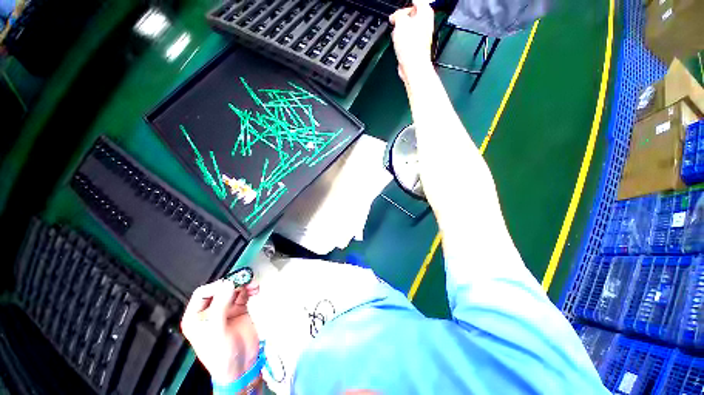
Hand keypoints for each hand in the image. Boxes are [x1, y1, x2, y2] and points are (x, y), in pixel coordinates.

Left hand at [181, 279, 259, 383]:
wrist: (241, 367)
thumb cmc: (221, 355)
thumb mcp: (216, 331)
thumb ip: (221, 306)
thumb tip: (229, 283)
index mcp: (197, 317)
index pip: (203, 293)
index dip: (216, 286)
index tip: (230, 284)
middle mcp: (211, 310)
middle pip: (221, 288)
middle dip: (233, 283)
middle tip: (245, 280)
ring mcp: (226, 309)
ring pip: (234, 289)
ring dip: (244, 284)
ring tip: (253, 285)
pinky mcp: (240, 310)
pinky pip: (245, 294)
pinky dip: (250, 289)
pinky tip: (255, 290)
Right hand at [389, 0, 434, 82]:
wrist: (412, 66)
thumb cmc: (411, 46)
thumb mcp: (401, 22)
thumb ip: (399, 15)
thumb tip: (396, 17)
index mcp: (425, 13)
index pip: (418, 1)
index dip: (407, 3)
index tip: (400, 7)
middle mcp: (425, 24)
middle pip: (413, 14)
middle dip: (402, 17)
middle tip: (395, 19)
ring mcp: (421, 37)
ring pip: (409, 28)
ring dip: (400, 30)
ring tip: (396, 34)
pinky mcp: (415, 48)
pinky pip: (407, 40)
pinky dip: (401, 41)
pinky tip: (397, 45)